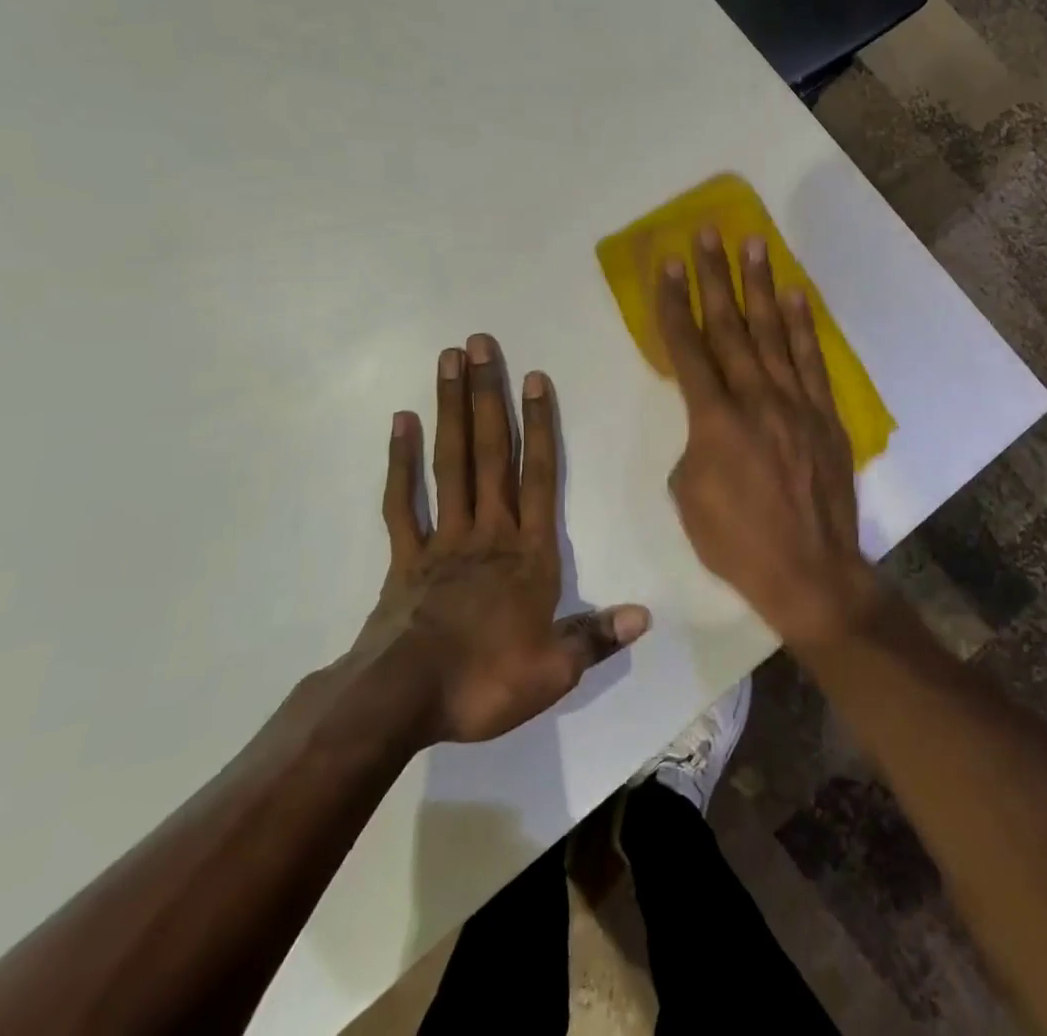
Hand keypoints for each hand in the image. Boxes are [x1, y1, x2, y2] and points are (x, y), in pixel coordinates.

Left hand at [368, 334, 649, 744]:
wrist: (401, 702)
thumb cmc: (484, 681)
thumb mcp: (554, 671)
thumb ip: (597, 637)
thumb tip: (646, 616)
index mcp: (528, 553)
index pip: (539, 476)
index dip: (540, 426)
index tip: (535, 378)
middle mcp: (488, 531)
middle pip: (490, 453)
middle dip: (488, 396)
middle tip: (480, 344)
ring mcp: (443, 539)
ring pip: (450, 463)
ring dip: (451, 410)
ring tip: (447, 361)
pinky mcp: (405, 557)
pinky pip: (402, 502)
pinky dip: (400, 462)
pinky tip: (401, 423)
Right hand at [656, 229, 876, 649]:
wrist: (810, 571)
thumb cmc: (736, 541)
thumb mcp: (687, 496)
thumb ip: (693, 444)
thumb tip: (709, 423)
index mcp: (713, 419)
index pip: (686, 348)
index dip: (673, 303)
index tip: (666, 264)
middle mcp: (755, 398)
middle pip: (729, 326)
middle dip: (714, 277)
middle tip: (706, 233)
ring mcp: (795, 402)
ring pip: (772, 333)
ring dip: (759, 286)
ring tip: (752, 244)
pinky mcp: (824, 414)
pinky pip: (811, 360)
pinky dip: (801, 325)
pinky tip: (794, 295)